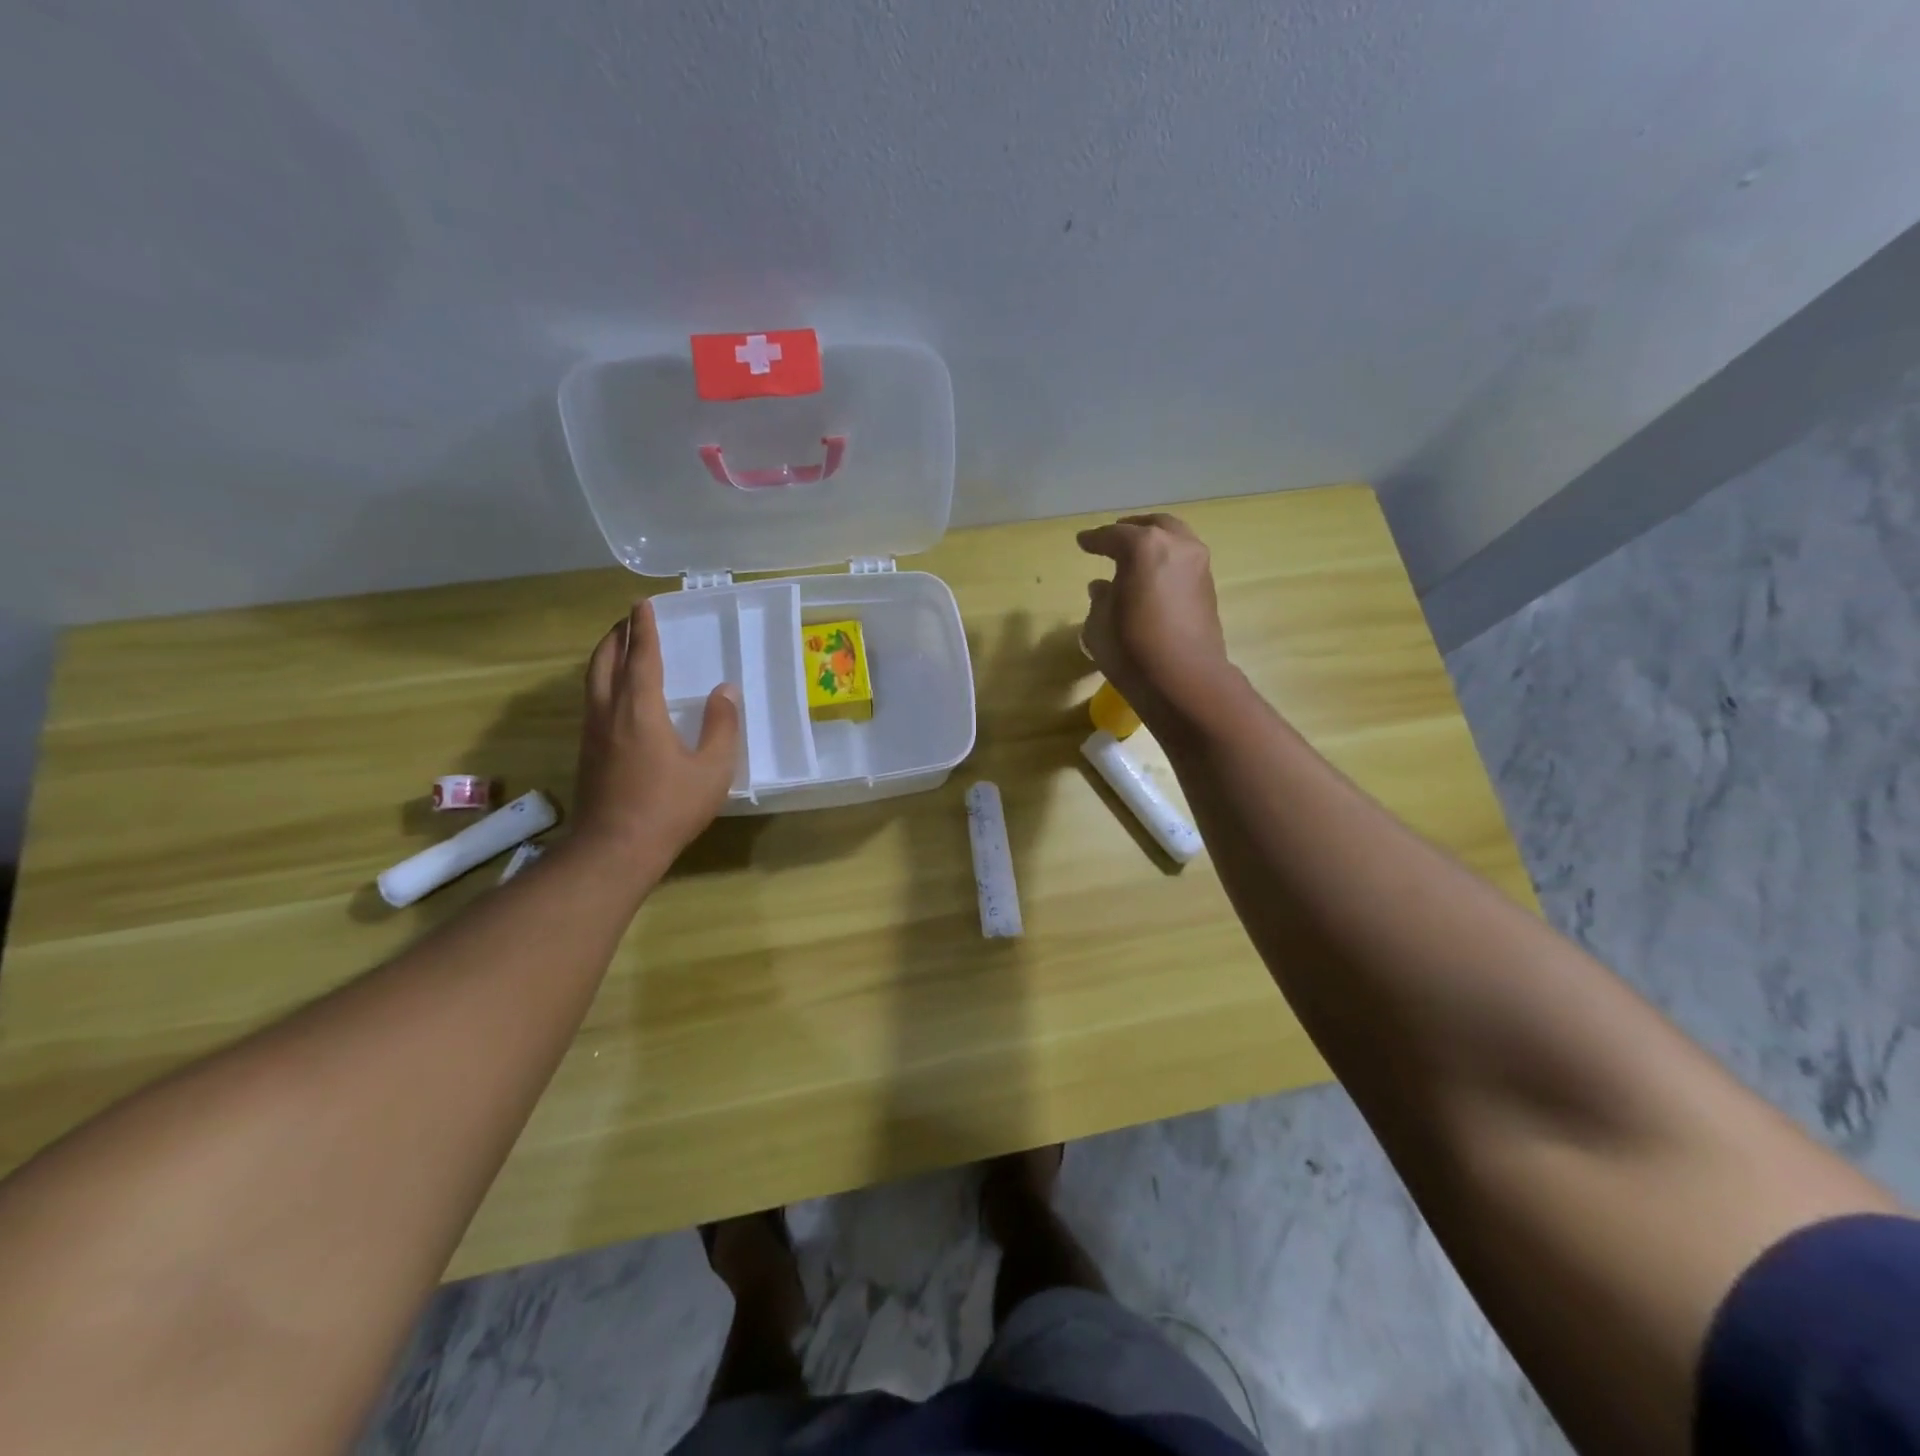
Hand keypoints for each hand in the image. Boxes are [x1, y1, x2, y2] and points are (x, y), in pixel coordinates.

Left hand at [572, 599, 741, 865]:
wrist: (614, 849)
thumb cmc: (669, 807)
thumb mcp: (712, 769)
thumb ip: (721, 727)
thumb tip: (725, 691)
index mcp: (639, 711)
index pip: (641, 658)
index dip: (643, 629)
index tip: (642, 604)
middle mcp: (609, 713)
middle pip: (604, 662)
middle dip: (615, 636)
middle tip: (629, 621)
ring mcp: (593, 733)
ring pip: (592, 682)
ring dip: (604, 657)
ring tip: (619, 648)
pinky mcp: (587, 753)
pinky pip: (592, 701)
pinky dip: (602, 682)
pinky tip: (615, 695)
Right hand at [1078, 513, 1233, 723]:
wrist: (1185, 680)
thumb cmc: (1132, 649)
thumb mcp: (1099, 625)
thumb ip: (1100, 600)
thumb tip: (1103, 588)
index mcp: (1143, 547)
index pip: (1112, 536)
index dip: (1094, 540)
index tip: (1082, 542)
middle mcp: (1176, 545)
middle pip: (1152, 526)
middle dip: (1131, 529)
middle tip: (1114, 537)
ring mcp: (1198, 565)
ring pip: (1175, 540)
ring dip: (1154, 544)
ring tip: (1135, 558)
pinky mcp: (1208, 588)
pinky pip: (1183, 562)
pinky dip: (1167, 562)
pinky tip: (1152, 579)